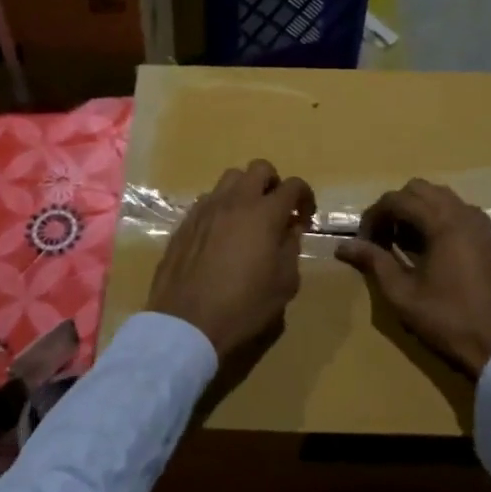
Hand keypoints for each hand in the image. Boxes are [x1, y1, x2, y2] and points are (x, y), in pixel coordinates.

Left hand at [149, 160, 315, 357]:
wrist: (187, 322)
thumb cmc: (243, 306)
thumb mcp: (283, 284)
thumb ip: (291, 249)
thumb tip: (290, 230)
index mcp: (264, 214)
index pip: (292, 186)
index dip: (305, 195)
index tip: (305, 216)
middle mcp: (234, 201)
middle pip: (258, 168)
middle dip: (274, 183)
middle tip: (277, 209)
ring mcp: (206, 208)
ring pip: (229, 178)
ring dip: (245, 190)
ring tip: (248, 218)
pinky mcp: (185, 222)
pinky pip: (208, 200)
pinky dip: (222, 207)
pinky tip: (222, 233)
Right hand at [335, 178, 490, 376]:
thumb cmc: (449, 320)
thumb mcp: (403, 294)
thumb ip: (374, 262)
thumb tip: (343, 246)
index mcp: (442, 222)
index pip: (397, 199)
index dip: (373, 216)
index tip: (362, 242)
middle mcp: (461, 212)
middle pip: (418, 189)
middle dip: (393, 207)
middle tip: (380, 238)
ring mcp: (478, 223)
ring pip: (438, 196)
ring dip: (414, 210)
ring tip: (400, 242)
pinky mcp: (486, 237)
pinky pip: (454, 210)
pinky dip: (434, 217)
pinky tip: (425, 247)